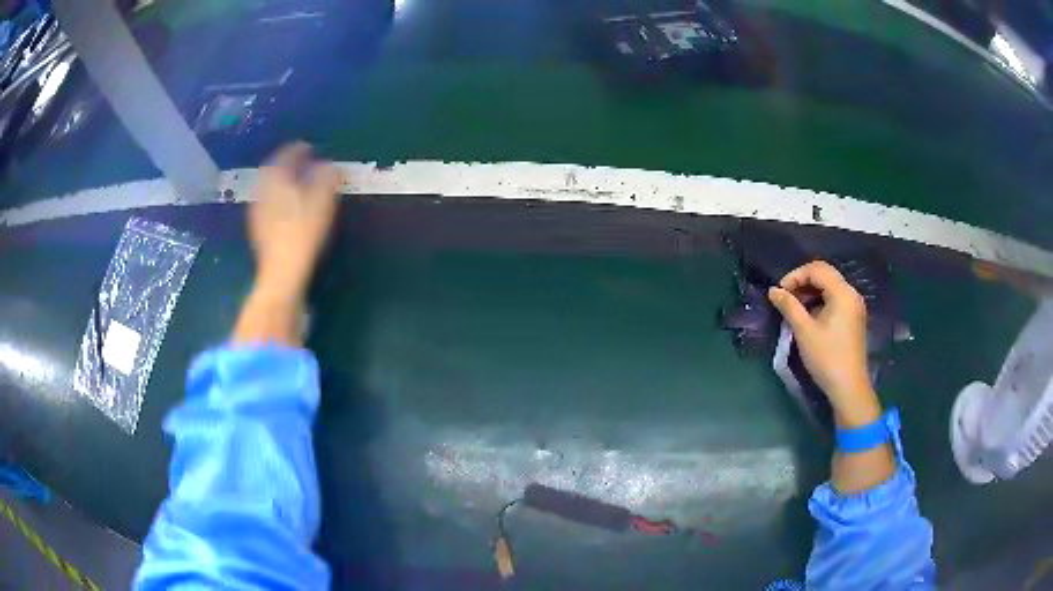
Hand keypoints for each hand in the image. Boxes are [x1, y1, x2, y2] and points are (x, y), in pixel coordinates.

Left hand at [248, 142, 343, 300]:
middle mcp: (262, 191)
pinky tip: (287, 207)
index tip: (309, 147)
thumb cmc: (302, 233)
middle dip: (286, 164)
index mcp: (276, 179)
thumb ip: (326, 178)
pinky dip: (278, 197)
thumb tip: (330, 165)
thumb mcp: (321, 201)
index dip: (297, 149)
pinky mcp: (258, 229)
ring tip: (296, 183)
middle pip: (272, 170)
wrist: (282, 272)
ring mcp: (257, 211)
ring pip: (268, 187)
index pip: (284, 155)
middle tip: (302, 163)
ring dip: (281, 181)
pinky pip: (267, 203)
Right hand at [768, 261, 878, 425]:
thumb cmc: (827, 358)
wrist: (849, 387)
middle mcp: (851, 294)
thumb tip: (773, 290)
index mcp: (842, 292)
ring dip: (811, 292)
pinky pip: (835, 299)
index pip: (816, 269)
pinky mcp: (854, 318)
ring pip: (830, 287)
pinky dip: (820, 301)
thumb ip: (789, 306)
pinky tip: (809, 317)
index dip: (795, 276)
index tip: (780, 292)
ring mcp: (855, 306)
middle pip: (825, 274)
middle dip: (802, 282)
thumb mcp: (804, 331)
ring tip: (795, 308)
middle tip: (786, 298)